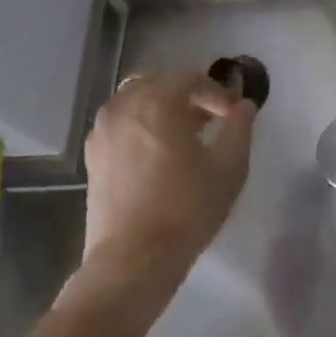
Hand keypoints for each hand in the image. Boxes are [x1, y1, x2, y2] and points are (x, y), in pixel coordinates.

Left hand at [81, 69, 254, 284]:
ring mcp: (103, 129)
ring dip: (160, 109)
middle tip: (209, 120)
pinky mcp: (92, 155)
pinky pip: (119, 124)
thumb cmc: (187, 207)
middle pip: (159, 83)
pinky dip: (139, 126)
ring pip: (135, 101)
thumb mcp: (229, 167)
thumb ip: (240, 128)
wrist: (133, 258)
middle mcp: (125, 105)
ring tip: (182, 137)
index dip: (217, 93)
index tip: (233, 115)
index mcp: (158, 100)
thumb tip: (243, 106)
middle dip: (186, 96)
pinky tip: (155, 155)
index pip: (191, 79)